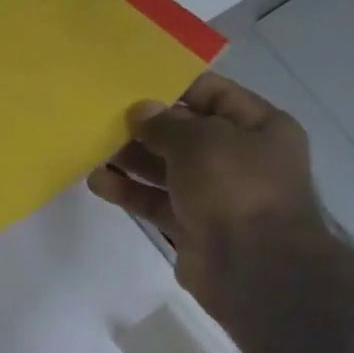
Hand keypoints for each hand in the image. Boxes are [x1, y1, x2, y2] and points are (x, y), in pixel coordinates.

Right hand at [86, 72, 325, 312]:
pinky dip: (130, 193)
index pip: (215, 95)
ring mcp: (215, 196)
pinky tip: (99, 182)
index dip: (176, 88)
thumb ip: (166, 124)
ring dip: (132, 160)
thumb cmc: (236, 188)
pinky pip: (157, 202)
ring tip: (93, 149)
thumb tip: (140, 111)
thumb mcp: (201, 142)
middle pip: (186, 135)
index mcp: (260, 127)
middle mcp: (239, 158)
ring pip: (167, 171)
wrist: (252, 266)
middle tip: (105, 120)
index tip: (135, 86)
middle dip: (147, 128)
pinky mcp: (191, 227)